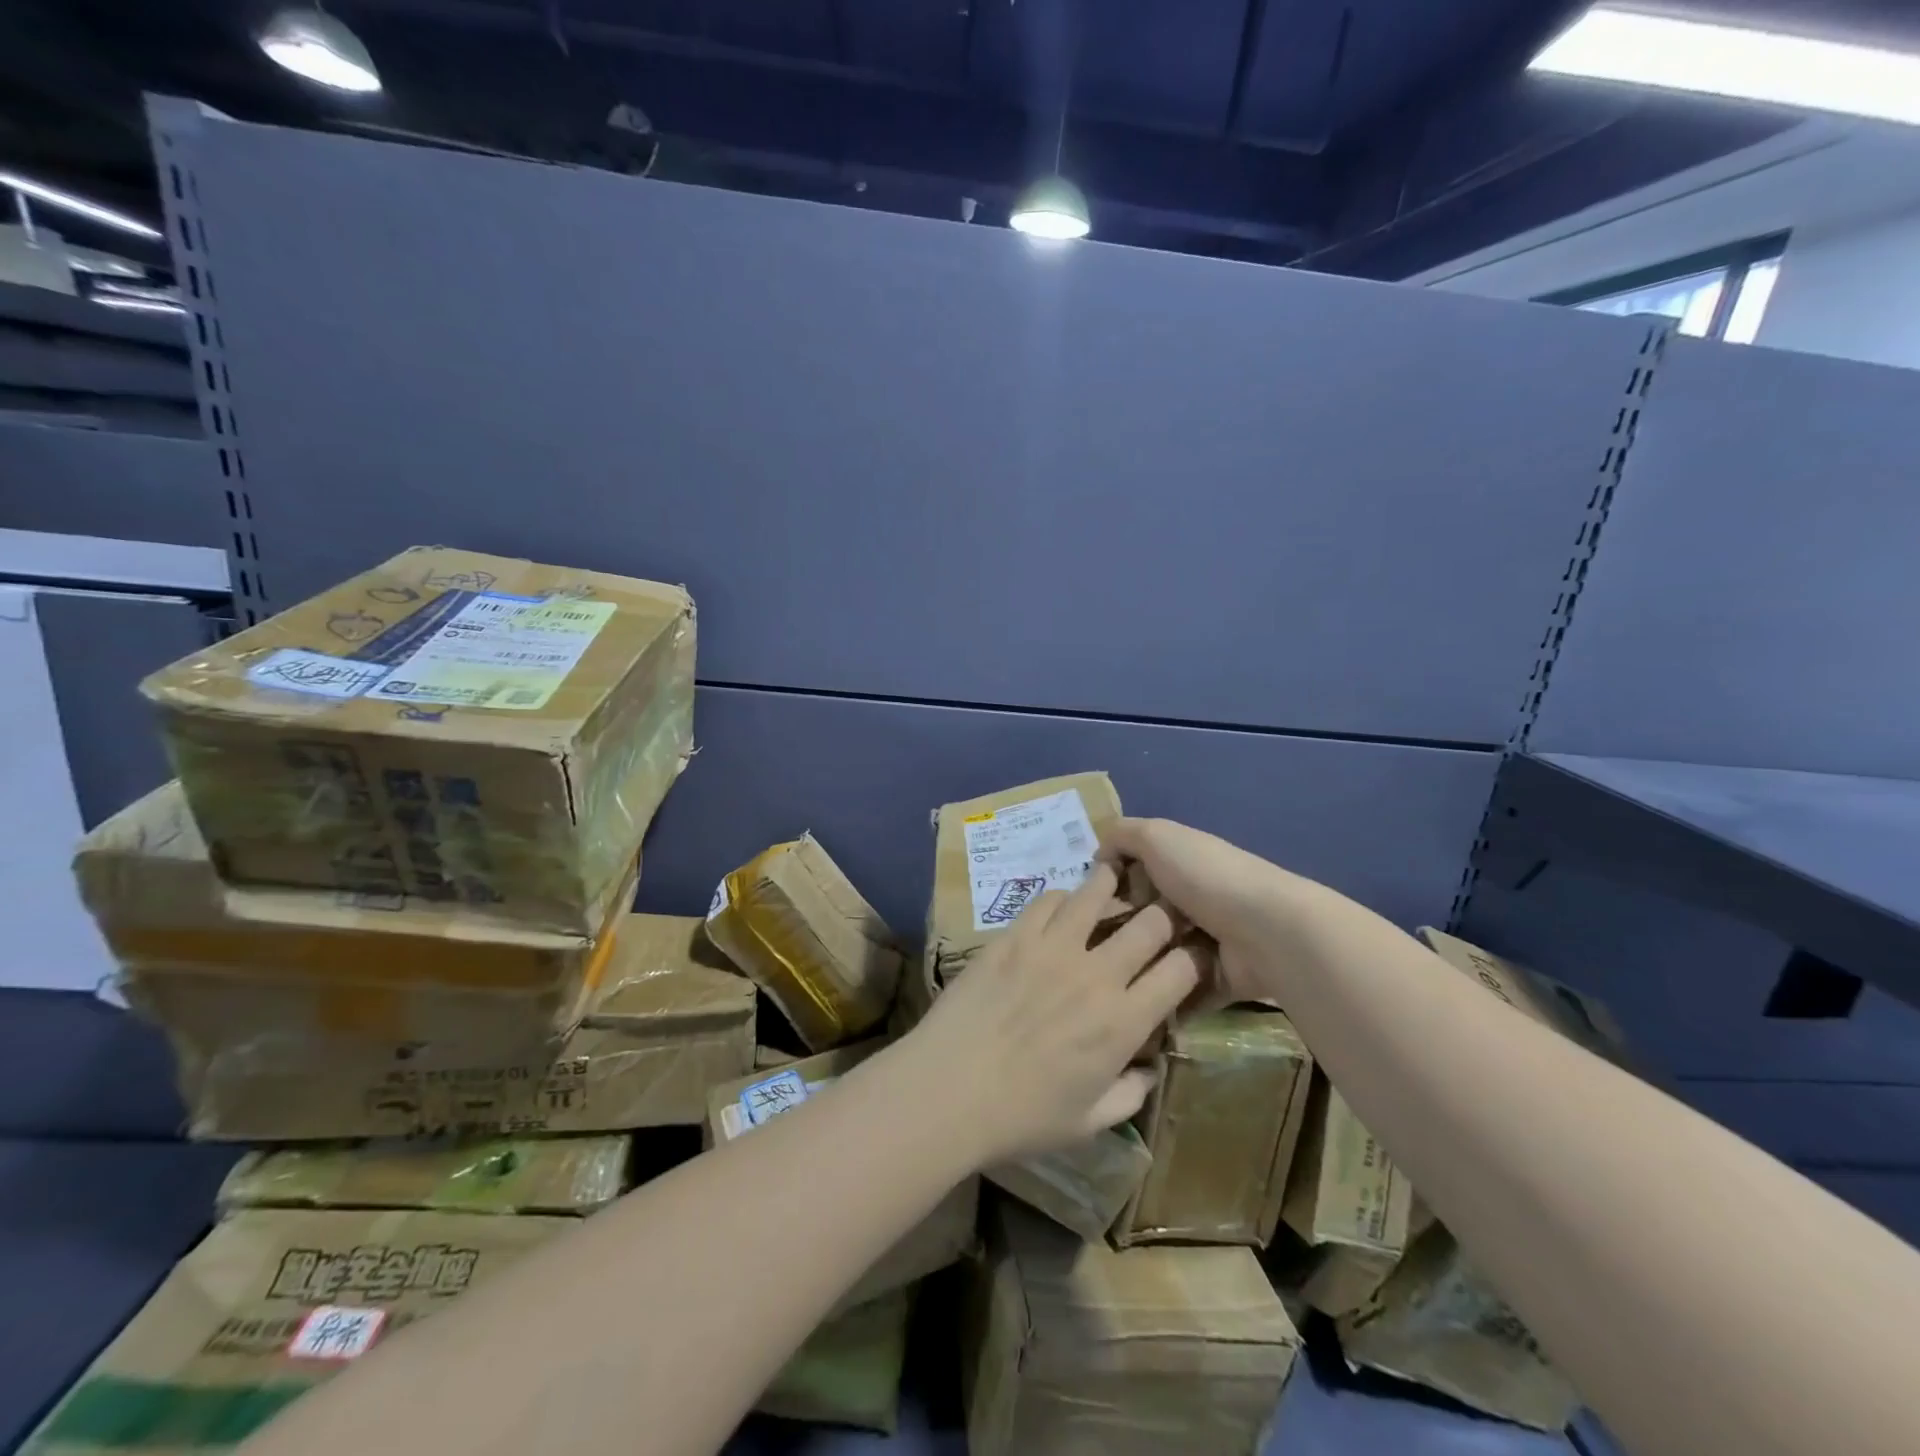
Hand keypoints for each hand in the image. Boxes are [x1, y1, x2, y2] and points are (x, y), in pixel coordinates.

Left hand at [898, 861, 1203, 1165]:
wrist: (948, 1090)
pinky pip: (1048, 900)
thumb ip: (1130, 1095)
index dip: (1196, 957)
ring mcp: (1052, 947)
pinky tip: (1063, 906)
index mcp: (1123, 1022)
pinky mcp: (1014, 936)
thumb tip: (1149, 1070)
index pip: (1181, 971)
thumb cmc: (1021, 1117)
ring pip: (1097, 894)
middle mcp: (1096, 974)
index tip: (1193, 954)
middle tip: (1160, 914)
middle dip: (1166, 913)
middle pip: (1150, 922)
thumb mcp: (1089, 1123)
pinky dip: (1064, 898)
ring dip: (1113, 886)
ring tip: (1116, 879)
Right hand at [1104, 816, 1304, 1004]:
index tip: (1089, 899)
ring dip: (1137, 964)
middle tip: (1096, 944)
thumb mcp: (1156, 836)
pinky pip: (1178, 990)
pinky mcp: (1213, 979)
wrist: (1265, 932)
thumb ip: (1122, 835)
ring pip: (1156, 954)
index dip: (1110, 882)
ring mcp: (1205, 941)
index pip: (1133, 870)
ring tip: (1110, 976)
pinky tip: (1131, 1001)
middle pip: (1142, 914)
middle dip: (1119, 928)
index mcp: (1180, 861)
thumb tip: (1100, 855)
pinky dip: (1160, 997)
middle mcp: (1192, 899)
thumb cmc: (1205, 876)